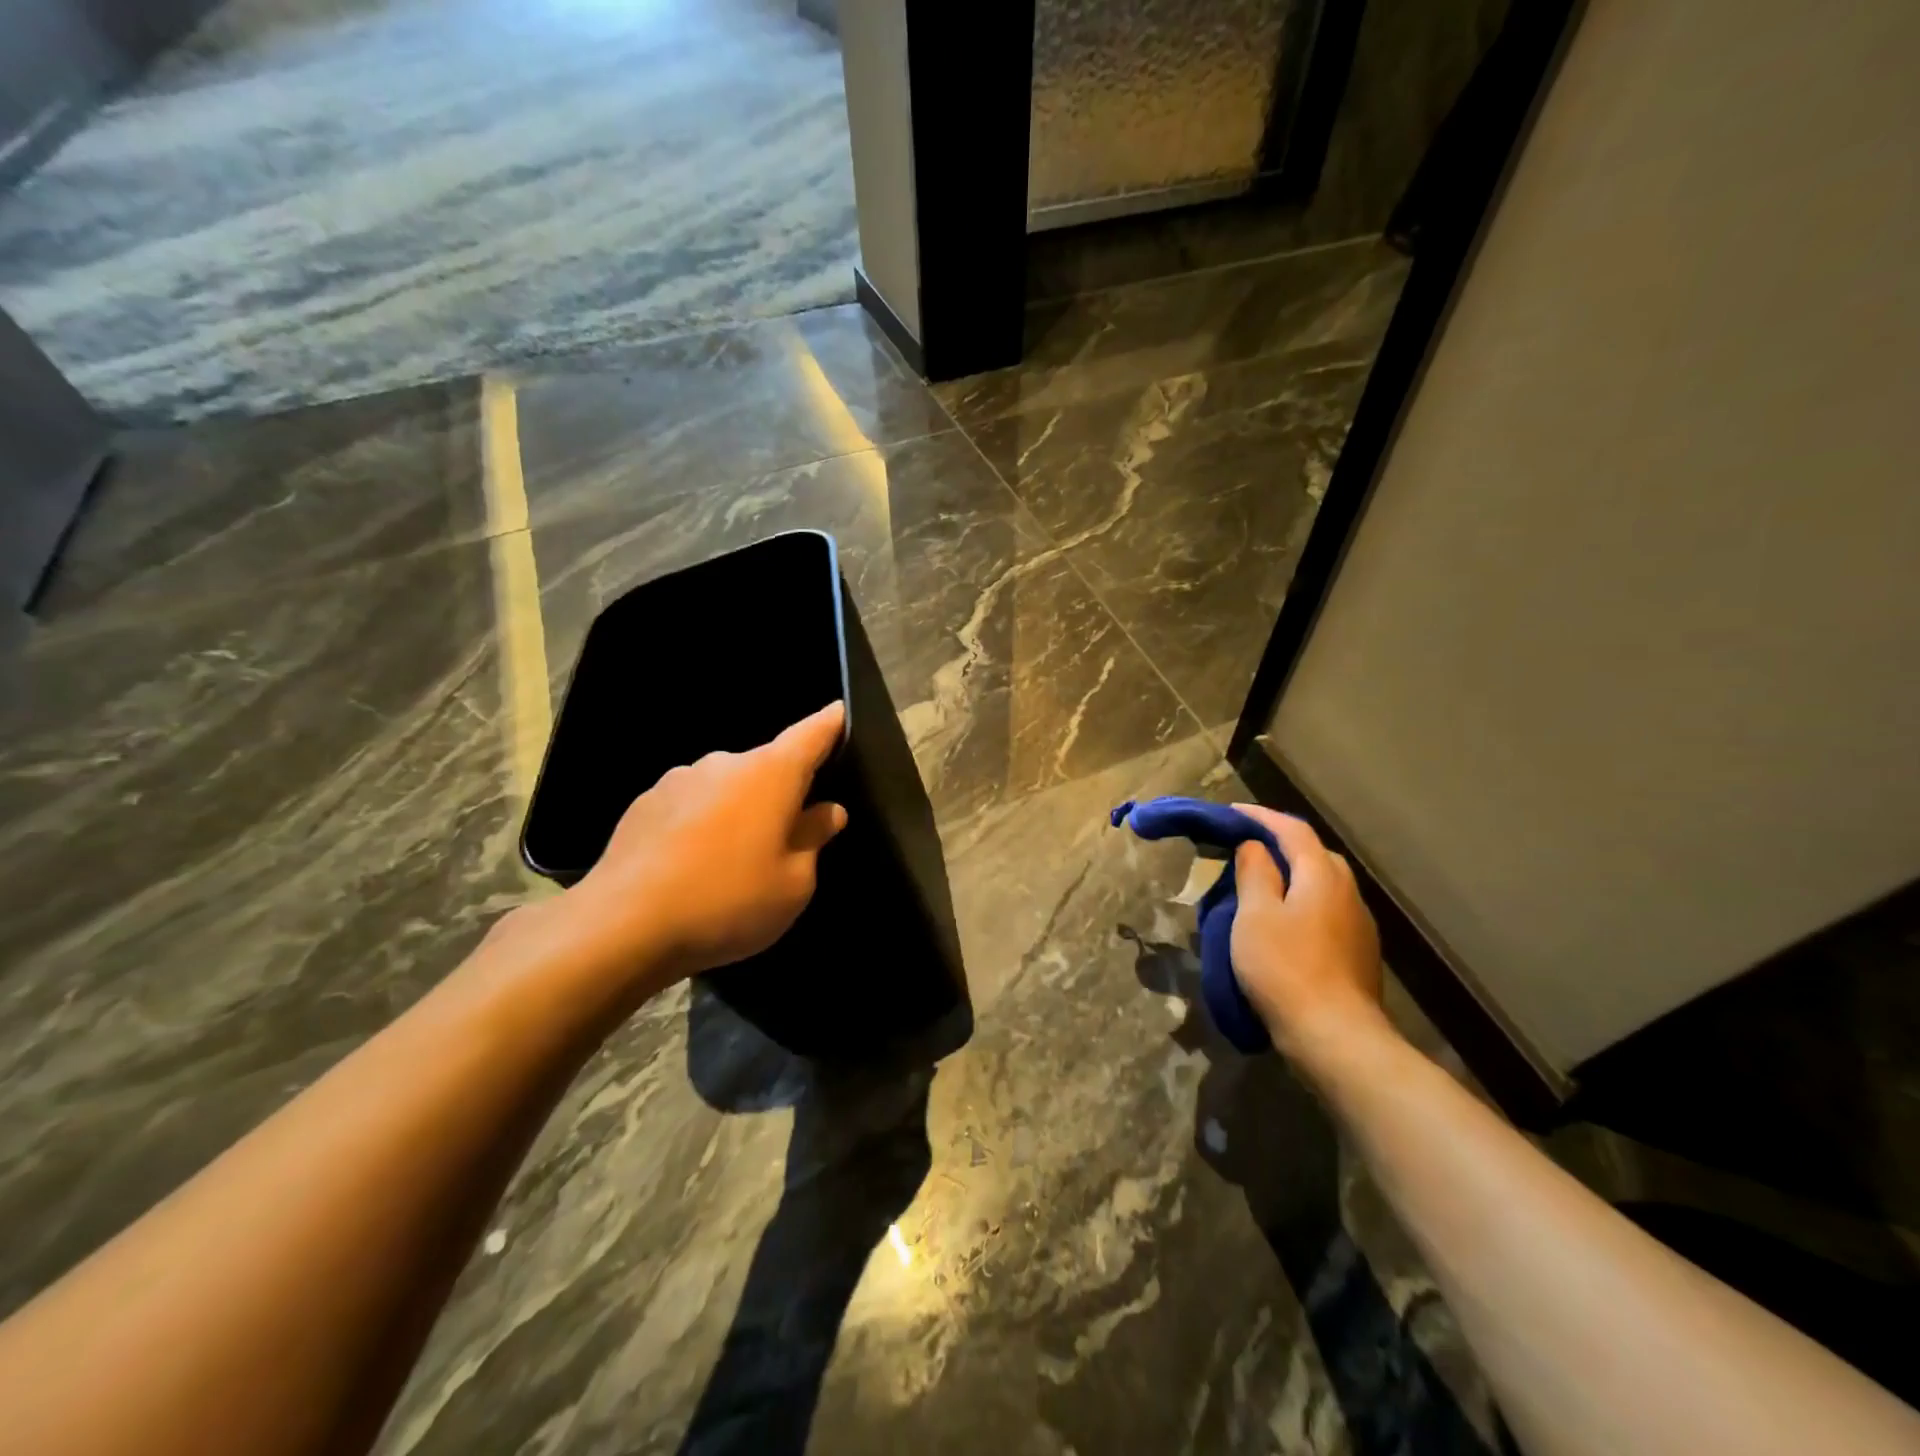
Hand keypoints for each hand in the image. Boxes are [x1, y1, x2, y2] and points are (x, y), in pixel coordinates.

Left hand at [566, 702, 849, 986]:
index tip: (840, 711)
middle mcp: (725, 763)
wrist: (622, 926)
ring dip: (738, 811)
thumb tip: (827, 811)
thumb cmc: (728, 901)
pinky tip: (691, 866)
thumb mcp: (793, 883)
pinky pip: (691, 805)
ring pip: (726, 787)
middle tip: (785, 839)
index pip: (811, 734)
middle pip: (767, 768)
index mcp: (770, 774)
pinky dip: (701, 825)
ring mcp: (679, 779)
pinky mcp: (644, 803)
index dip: (831, 724)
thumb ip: (813, 839)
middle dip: (781, 793)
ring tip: (731, 862)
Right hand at [1229, 804, 1392, 1069]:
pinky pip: (1326, 911)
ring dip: (1292, 876)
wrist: (1336, 1037)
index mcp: (1322, 875)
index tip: (1232, 812)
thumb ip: (1255, 872)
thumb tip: (1255, 846)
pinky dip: (1301, 903)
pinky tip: (1284, 923)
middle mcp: (1348, 892)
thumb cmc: (1285, 968)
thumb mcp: (1255, 915)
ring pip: (1322, 884)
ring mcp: (1358, 925)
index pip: (1293, 830)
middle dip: (1280, 844)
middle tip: (1245, 848)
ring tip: (1259, 884)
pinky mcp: (1358, 953)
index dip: (1261, 817)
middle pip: (1314, 854)